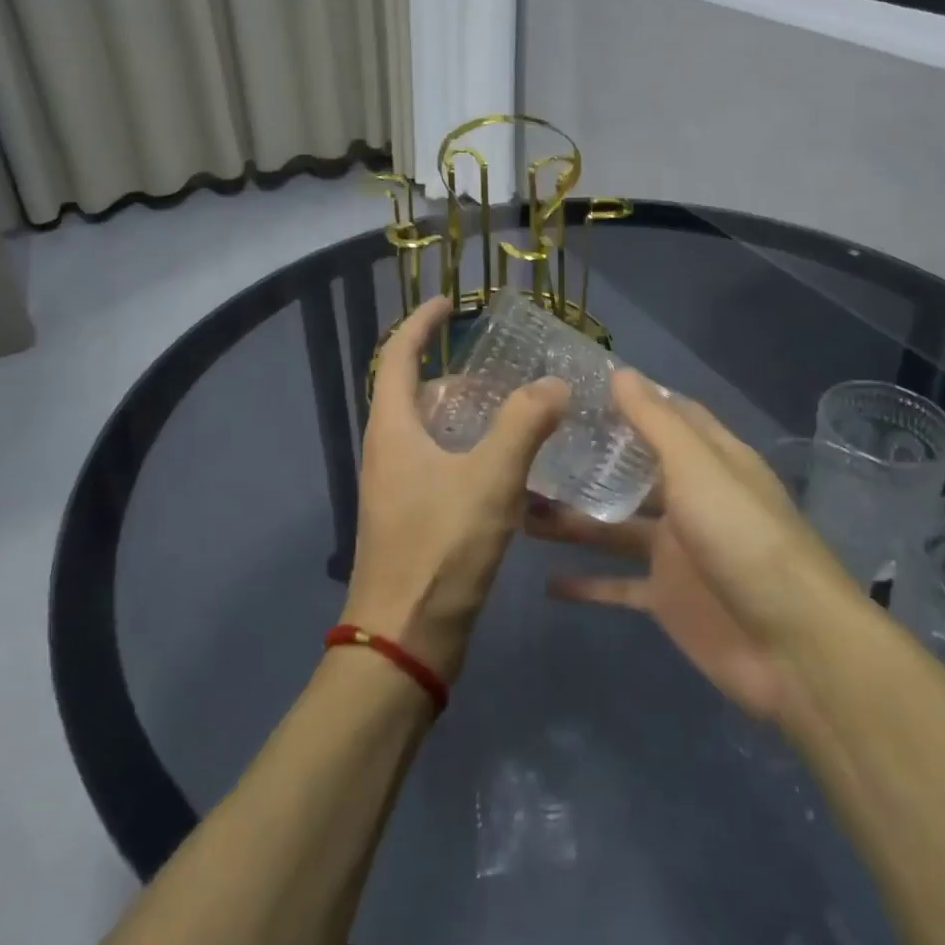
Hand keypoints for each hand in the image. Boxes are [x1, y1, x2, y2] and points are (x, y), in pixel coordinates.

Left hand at [341, 297, 568, 683]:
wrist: (405, 641)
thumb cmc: (440, 549)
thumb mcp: (490, 479)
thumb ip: (525, 424)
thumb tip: (555, 384)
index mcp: (393, 428)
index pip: (397, 355)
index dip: (422, 324)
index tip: (451, 302)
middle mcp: (389, 450)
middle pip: (417, 393)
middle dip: (457, 373)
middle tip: (505, 367)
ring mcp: (399, 486)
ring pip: (433, 432)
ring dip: (470, 415)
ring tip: (519, 410)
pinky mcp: (415, 517)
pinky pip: (444, 464)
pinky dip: (474, 451)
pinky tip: (513, 467)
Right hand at [526, 371, 861, 720]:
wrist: (792, 646)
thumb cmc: (743, 537)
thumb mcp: (697, 467)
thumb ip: (657, 422)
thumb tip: (621, 372)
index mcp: (709, 459)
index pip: (668, 415)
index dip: (629, 399)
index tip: (576, 387)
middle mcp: (692, 498)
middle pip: (634, 470)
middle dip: (590, 459)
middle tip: (530, 447)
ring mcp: (679, 551)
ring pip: (616, 527)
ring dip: (575, 519)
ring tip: (519, 507)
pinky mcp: (668, 599)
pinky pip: (619, 586)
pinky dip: (587, 584)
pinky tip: (546, 580)